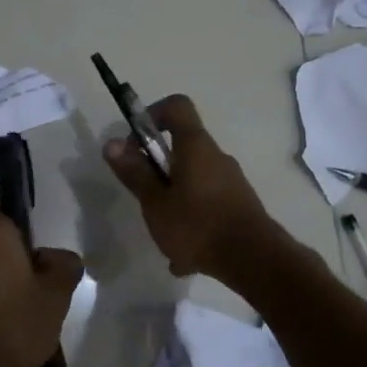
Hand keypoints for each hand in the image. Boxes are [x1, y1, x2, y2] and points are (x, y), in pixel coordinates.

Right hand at [103, 94, 283, 281]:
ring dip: (173, 202)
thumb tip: (111, 143)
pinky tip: (185, 259)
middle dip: (158, 170)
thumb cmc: (198, 226)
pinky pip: (206, 204)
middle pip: (181, 147)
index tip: (136, 144)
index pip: (176, 106)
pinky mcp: (239, 204)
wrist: (255, 260)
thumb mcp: (156, 203)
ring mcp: (231, 180)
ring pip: (192, 181)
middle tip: (145, 198)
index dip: (152, 114)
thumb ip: (134, 173)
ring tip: (164, 238)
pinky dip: (191, 221)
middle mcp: (216, 156)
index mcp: (195, 146)